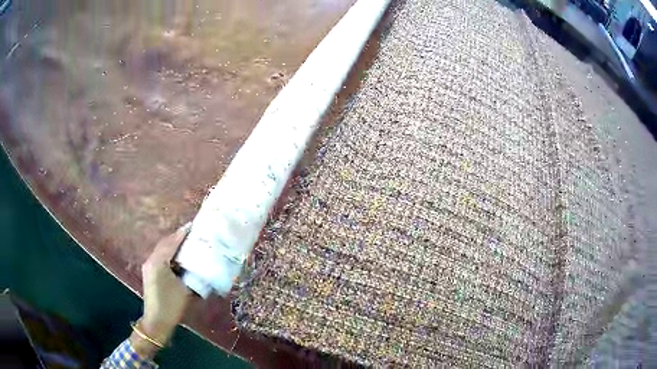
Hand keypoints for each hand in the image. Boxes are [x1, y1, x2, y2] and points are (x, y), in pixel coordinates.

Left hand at [130, 223, 192, 356]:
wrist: (156, 322)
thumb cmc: (171, 306)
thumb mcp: (185, 290)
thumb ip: (192, 274)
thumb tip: (201, 264)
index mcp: (158, 262)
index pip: (171, 243)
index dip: (182, 234)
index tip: (193, 226)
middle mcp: (151, 260)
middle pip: (165, 244)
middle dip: (177, 237)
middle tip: (192, 233)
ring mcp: (149, 267)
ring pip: (162, 250)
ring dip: (173, 245)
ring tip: (187, 242)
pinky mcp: (150, 273)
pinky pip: (160, 258)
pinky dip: (170, 254)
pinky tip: (179, 257)